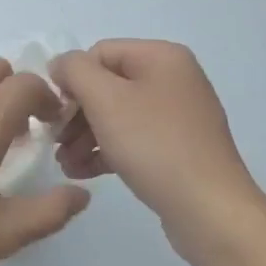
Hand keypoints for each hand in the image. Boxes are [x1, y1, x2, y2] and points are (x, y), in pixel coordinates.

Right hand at [50, 39, 265, 264]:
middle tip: (55, 142)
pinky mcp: (178, 149)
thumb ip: (75, 70)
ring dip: (85, 136)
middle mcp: (174, 79)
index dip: (71, 80)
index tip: (54, 114)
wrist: (211, 211)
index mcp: (162, 57)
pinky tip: (82, 172)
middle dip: (76, 114)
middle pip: (108, 85)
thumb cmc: (155, 145)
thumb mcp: (105, 99)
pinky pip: (133, 139)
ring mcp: (178, 116)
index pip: (99, 53)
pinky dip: (106, 151)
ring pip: (117, 115)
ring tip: (65, 163)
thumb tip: (61, 65)